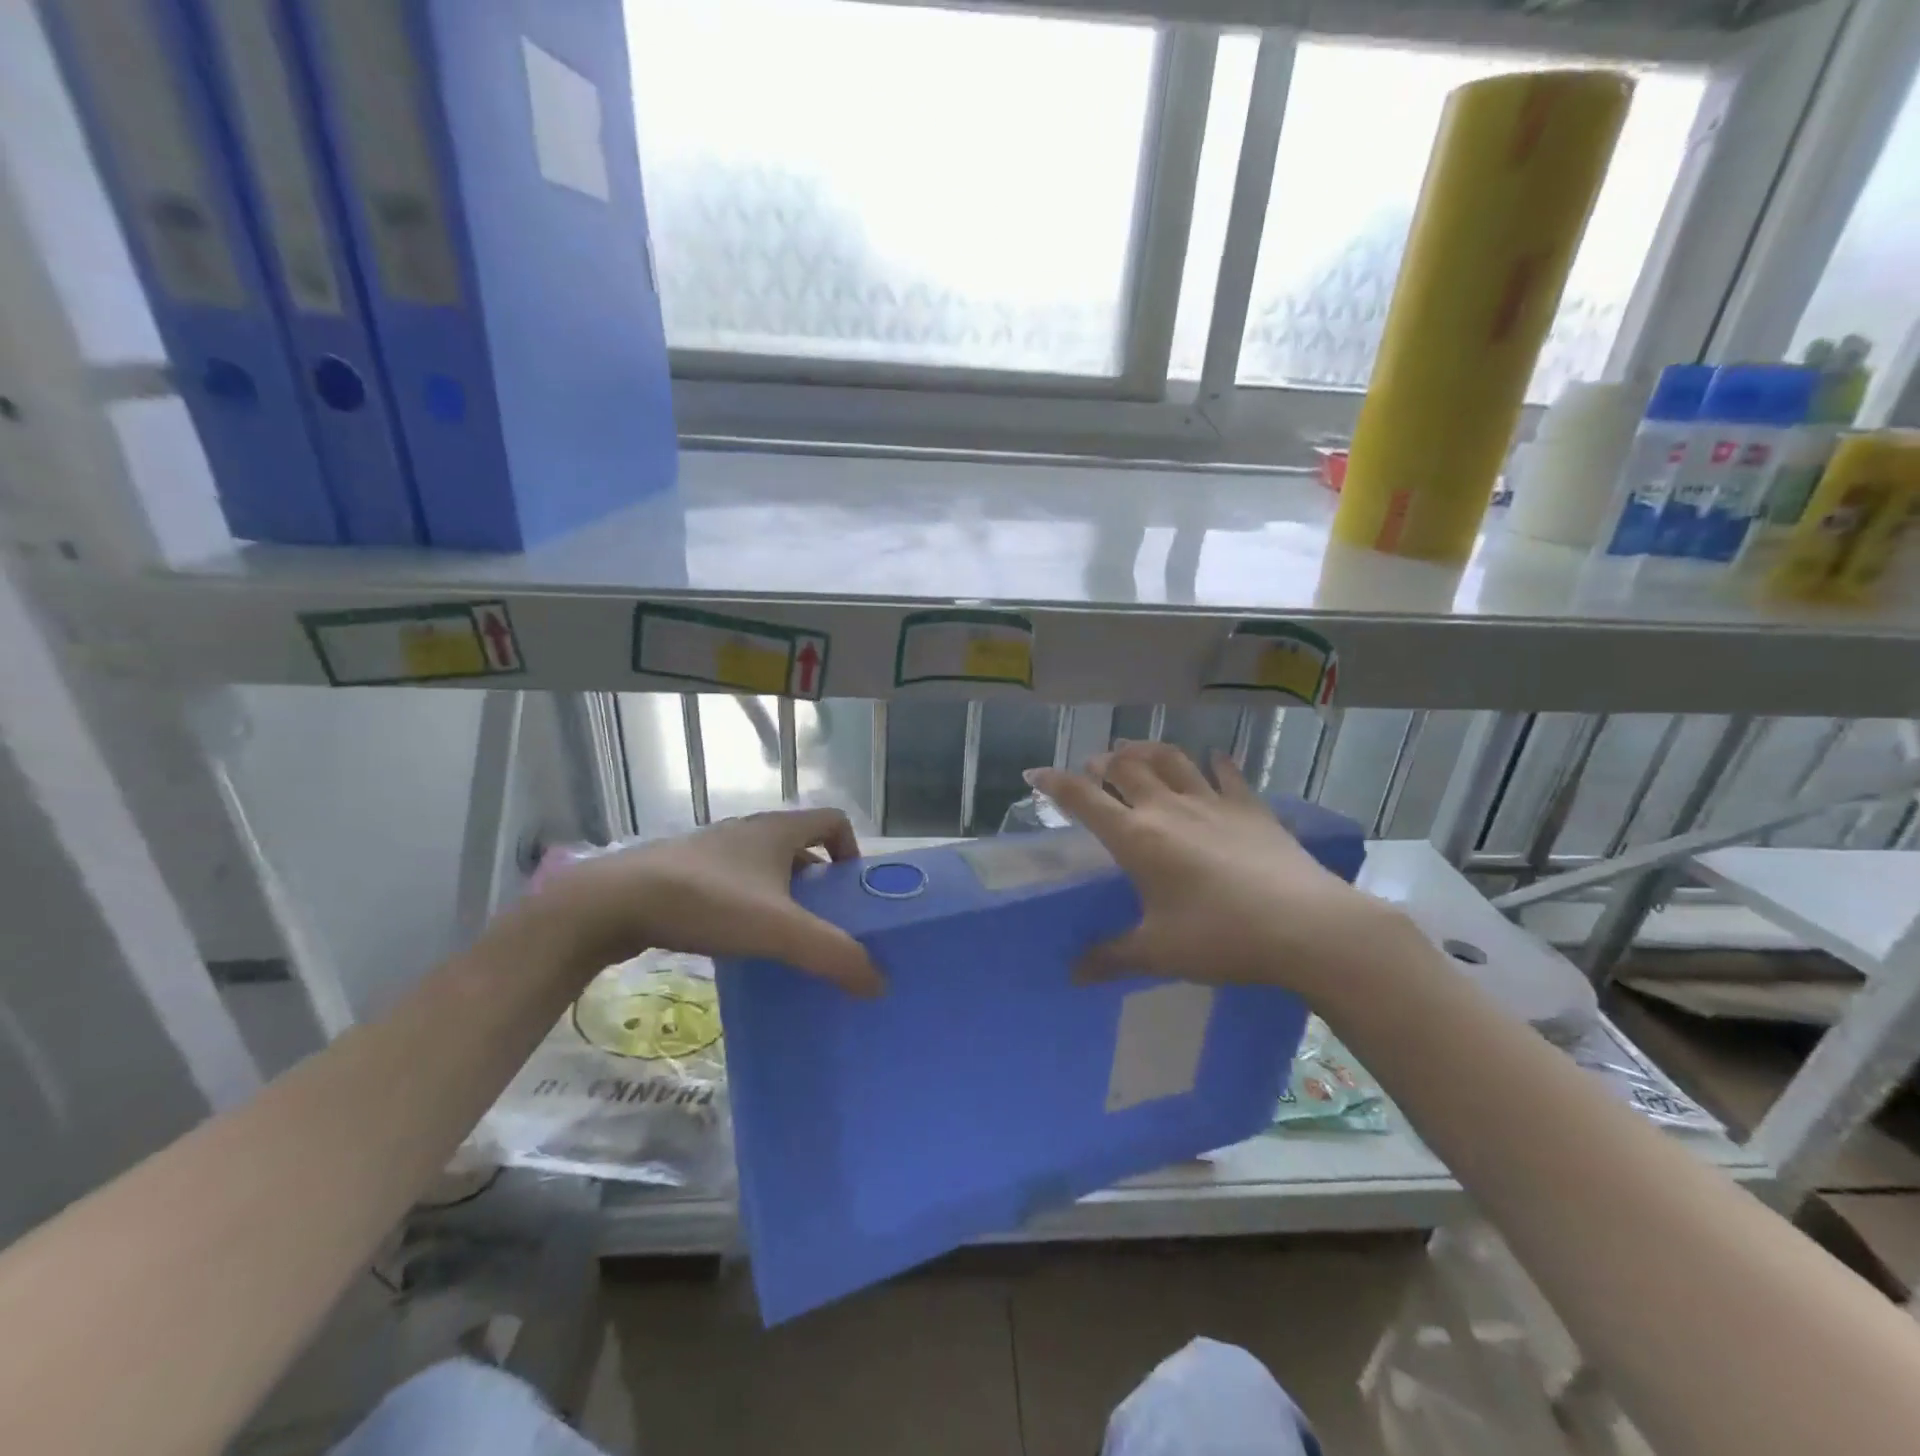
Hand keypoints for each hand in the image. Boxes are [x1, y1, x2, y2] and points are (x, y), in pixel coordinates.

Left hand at [527, 809, 884, 995]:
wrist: (611, 903)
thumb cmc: (706, 902)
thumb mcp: (778, 930)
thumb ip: (832, 955)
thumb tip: (878, 983)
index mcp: (777, 830)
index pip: (833, 821)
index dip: (851, 851)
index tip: (851, 894)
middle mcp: (748, 831)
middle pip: (800, 848)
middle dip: (818, 885)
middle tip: (824, 927)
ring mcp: (712, 850)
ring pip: (764, 869)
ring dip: (781, 898)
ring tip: (783, 942)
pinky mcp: (683, 872)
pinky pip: (732, 884)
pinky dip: (746, 907)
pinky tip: (737, 944)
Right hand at [1026, 743, 1400, 997]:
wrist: (1305, 927)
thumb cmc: (1220, 937)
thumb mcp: (1158, 953)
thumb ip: (1112, 957)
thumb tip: (1073, 974)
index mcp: (1137, 838)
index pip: (1084, 799)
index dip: (1055, 783)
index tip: (1034, 772)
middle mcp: (1168, 809)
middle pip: (1126, 768)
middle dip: (1102, 762)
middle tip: (1092, 765)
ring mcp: (1213, 803)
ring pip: (1171, 760)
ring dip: (1147, 750)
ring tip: (1135, 749)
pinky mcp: (1251, 808)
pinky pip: (1228, 775)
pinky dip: (1216, 763)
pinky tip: (1214, 759)